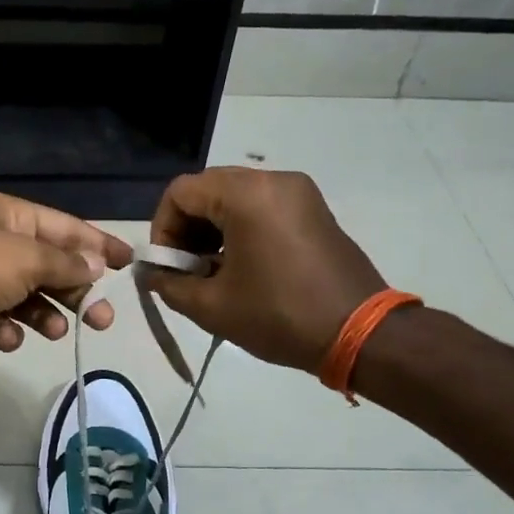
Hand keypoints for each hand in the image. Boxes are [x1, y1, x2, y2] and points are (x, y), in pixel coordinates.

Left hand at [0, 193, 134, 357]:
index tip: (130, 263)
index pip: (67, 229)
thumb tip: (95, 266)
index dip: (100, 245)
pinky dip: (7, 331)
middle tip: (102, 320)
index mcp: (13, 218)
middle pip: (50, 267)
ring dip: (45, 315)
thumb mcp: (26, 259)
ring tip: (54, 331)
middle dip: (76, 291)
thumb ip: (65, 265)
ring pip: (27, 298)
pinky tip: (6, 336)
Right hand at [146, 167, 385, 372]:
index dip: (162, 228)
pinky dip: (240, 228)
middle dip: (186, 228)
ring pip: (234, 197)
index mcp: (246, 195)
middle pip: (208, 189)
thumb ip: (169, 284)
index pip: (181, 192)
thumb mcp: (212, 306)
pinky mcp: (313, 209)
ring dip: (212, 229)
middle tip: (185, 269)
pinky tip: (241, 266)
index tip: (167, 266)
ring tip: (212, 272)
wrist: (361, 333)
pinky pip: (262, 206)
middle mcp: (273, 180)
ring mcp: (298, 192)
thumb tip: (152, 274)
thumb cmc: (279, 316)